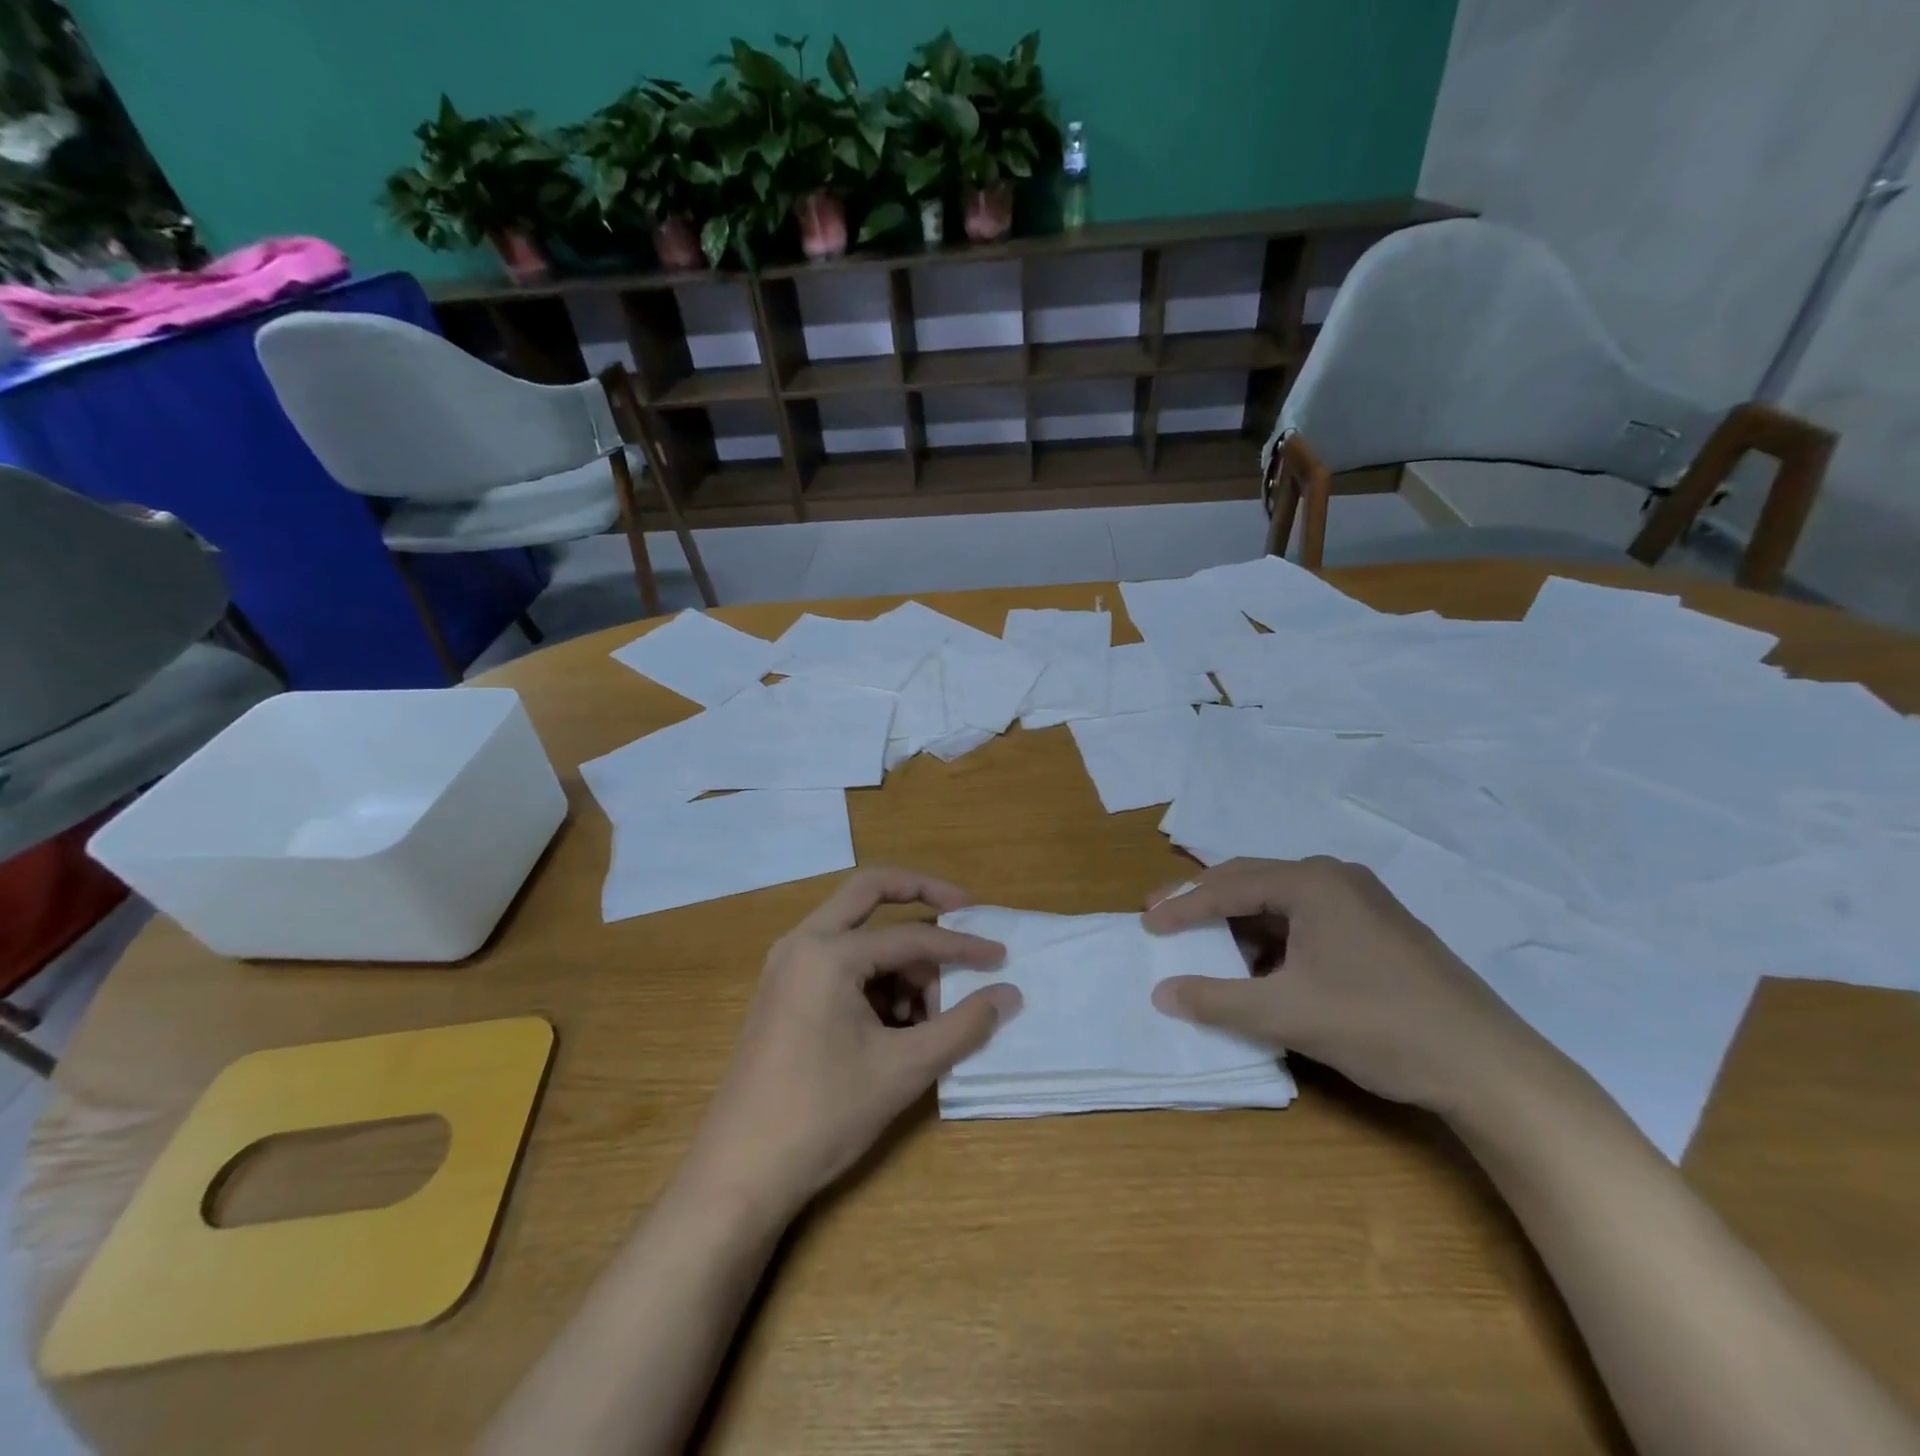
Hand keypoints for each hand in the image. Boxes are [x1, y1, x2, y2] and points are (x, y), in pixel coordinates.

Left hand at [686, 869, 1020, 1213]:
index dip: (962, 946)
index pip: (912, 936)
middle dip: (920, 895)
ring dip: (897, 956)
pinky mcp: (783, 992)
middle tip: (963, 910)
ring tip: (926, 1014)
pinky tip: (895, 1027)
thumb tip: (1009, 993)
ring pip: (856, 933)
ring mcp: (787, 967)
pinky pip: (838, 962)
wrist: (739, 1173)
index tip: (1000, 956)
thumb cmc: (823, 1114)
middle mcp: (802, 943)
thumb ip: (963, 1025)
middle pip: (869, 891)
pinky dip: (873, 978)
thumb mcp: (904, 1068)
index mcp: (828, 952)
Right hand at [1142, 856, 1539, 1112]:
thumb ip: (1216, 999)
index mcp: (1312, 882)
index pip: (1229, 886)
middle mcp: (1336, 879)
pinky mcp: (1377, 931)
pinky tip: (1260, 969)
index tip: (1146, 924)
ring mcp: (1362, 903)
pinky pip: (1307, 923)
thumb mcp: (1286, 1013)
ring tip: (1205, 947)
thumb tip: (1160, 993)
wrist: (1489, 1067)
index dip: (1182, 907)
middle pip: (1252, 883)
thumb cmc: (1378, 1025)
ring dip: (1239, 925)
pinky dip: (1273, 942)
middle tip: (1163, 919)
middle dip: (1204, 903)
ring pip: (1280, 905)